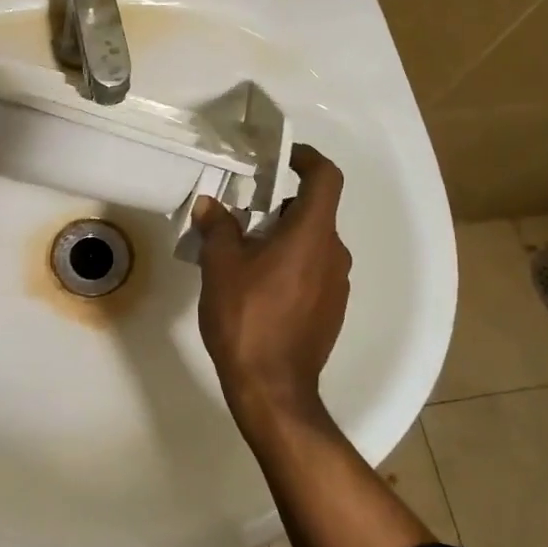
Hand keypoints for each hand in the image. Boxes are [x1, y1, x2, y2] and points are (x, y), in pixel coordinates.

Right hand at [193, 144, 351, 427]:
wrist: (273, 387)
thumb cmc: (246, 317)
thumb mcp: (220, 266)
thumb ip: (218, 227)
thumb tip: (211, 205)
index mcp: (312, 235)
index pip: (325, 178)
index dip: (307, 159)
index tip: (282, 159)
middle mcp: (334, 254)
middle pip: (314, 212)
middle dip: (280, 206)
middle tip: (243, 213)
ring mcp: (337, 284)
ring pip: (312, 243)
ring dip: (283, 238)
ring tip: (244, 253)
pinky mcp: (332, 309)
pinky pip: (314, 271)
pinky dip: (291, 264)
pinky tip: (259, 286)